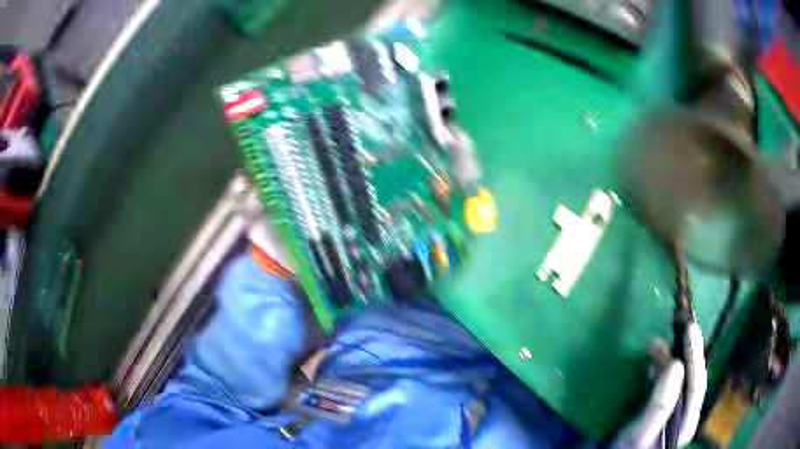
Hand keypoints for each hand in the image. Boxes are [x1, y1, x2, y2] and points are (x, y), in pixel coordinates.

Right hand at [614, 323, 706, 448]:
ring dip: (669, 359)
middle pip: (690, 378)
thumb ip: (660, 405)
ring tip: (655, 344)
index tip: (690, 328)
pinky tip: (652, 361)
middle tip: (675, 327)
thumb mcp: (640, 433)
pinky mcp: (663, 407)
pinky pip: (667, 382)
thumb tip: (676, 364)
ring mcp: (675, 410)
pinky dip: (661, 369)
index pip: (697, 384)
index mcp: (687, 423)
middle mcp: (685, 414)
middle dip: (684, 353)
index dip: (695, 356)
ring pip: (679, 378)